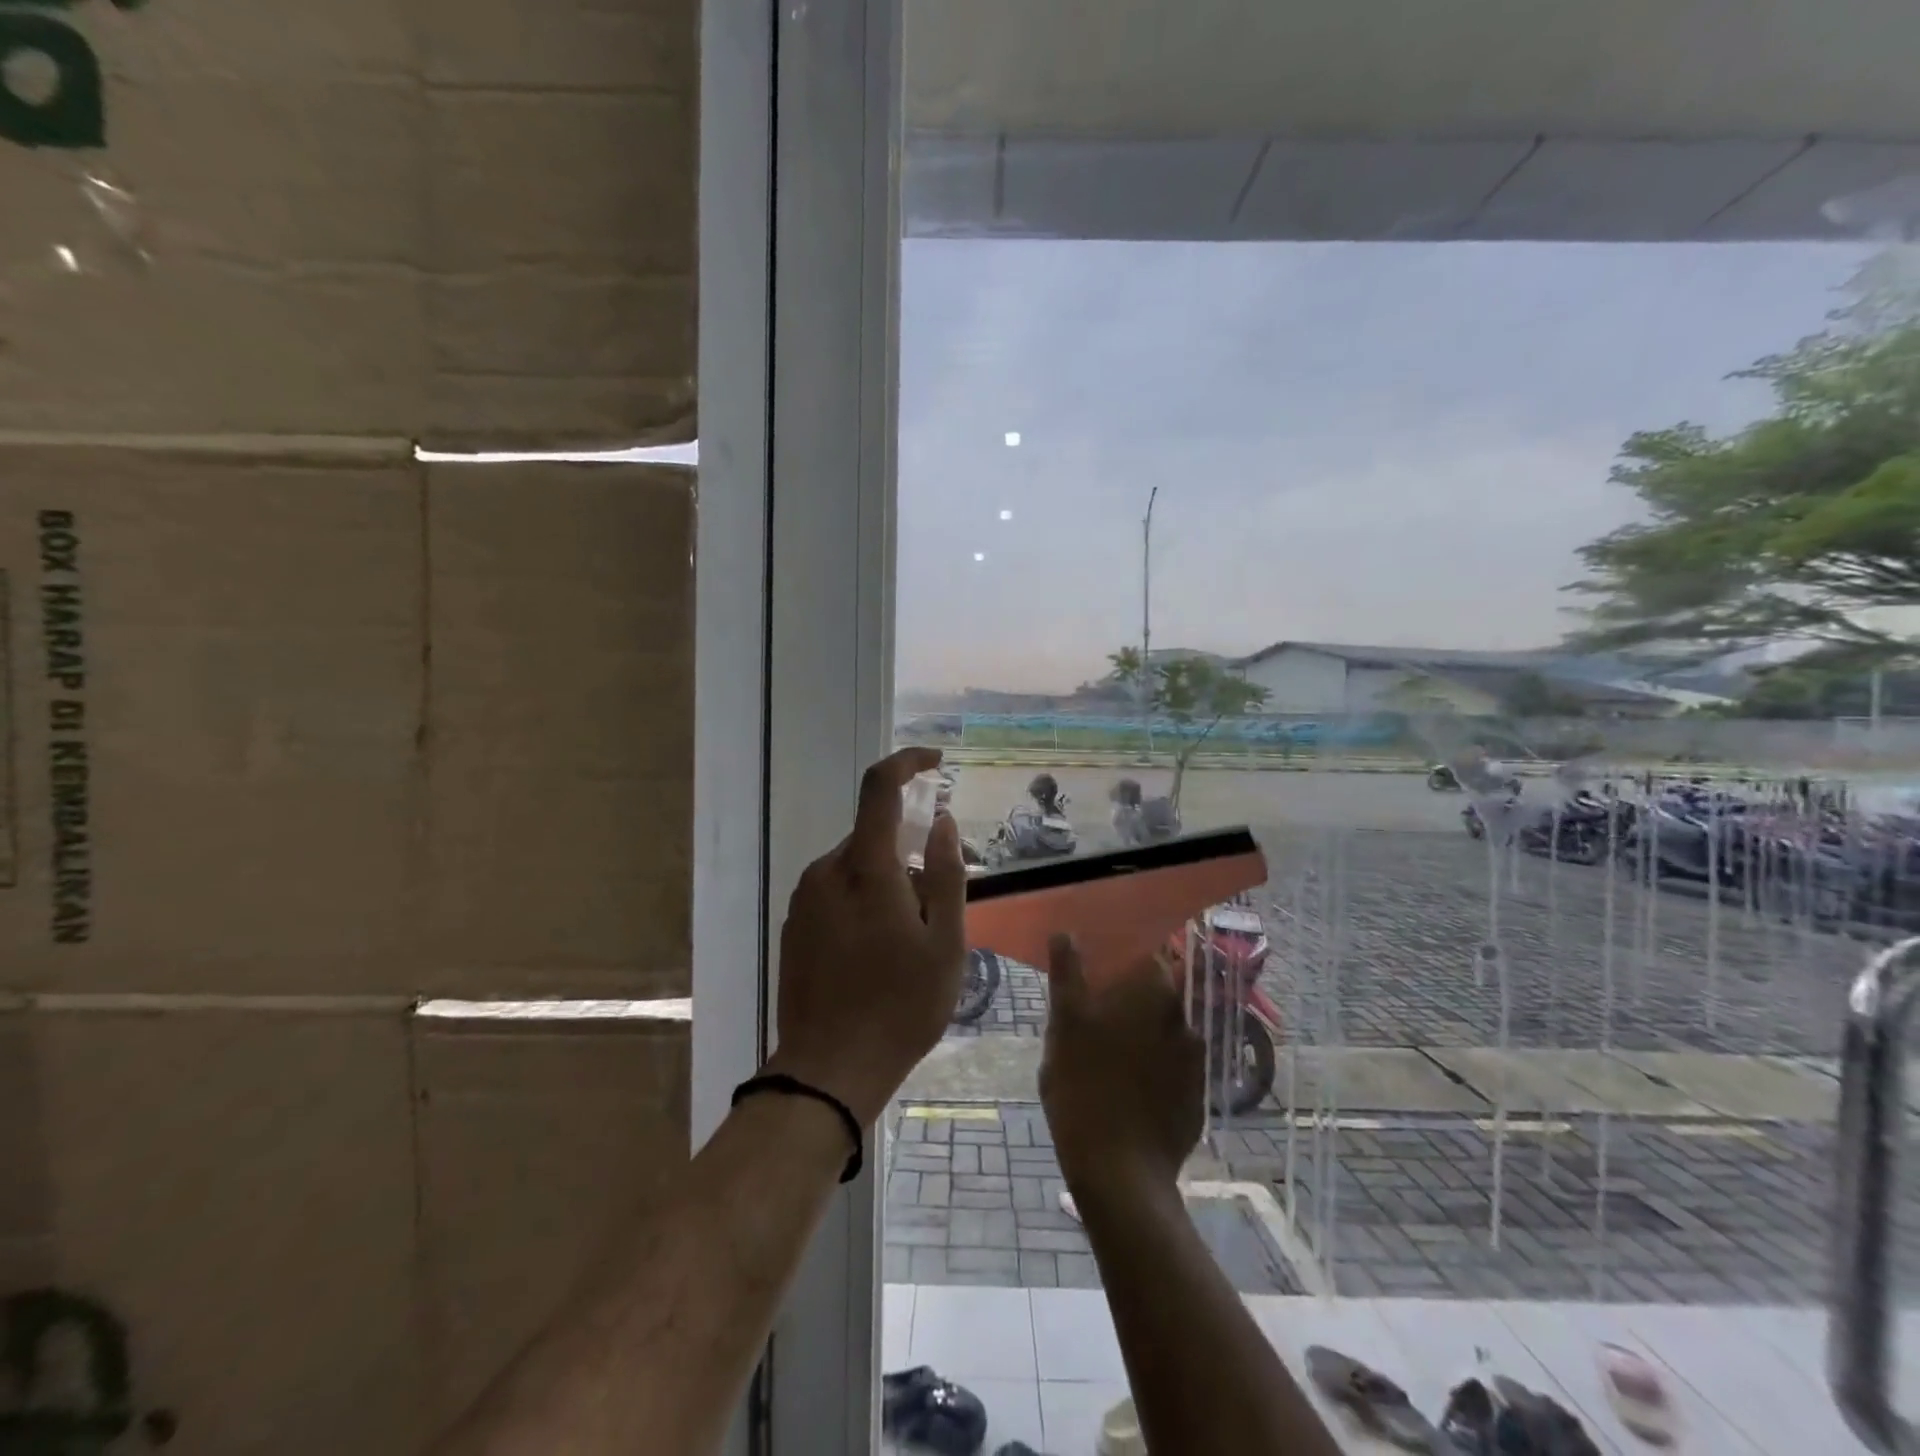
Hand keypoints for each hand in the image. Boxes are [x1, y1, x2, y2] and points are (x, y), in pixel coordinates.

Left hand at [766, 747, 967, 1126]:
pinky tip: (875, 955)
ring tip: (907, 944)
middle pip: (874, 837)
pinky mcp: (794, 924)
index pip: (880, 788)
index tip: (936, 764)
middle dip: (910, 857)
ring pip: (857, 868)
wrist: (828, 1069)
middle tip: (935, 912)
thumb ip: (948, 875)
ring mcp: (804, 898)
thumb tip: (944, 823)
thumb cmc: (900, 1007)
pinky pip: (836, 893)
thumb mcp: (945, 944)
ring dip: (887, 885)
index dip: (908, 763)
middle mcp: (827, 871)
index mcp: (866, 868)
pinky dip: (863, 903)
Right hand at [1039, 934, 1203, 1194]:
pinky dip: (1154, 1069)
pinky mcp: (1196, 1096)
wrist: (1120, 1172)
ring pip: (1163, 1030)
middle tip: (1095, 1015)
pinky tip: (1127, 1089)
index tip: (1098, 971)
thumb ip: (1068, 973)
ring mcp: (1195, 1060)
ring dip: (1142, 1033)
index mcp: (1153, 991)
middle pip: (1156, 991)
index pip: (1145, 953)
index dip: (1121, 958)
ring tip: (1109, 1056)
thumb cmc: (1083, 1086)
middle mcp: (1183, 1017)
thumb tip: (1065, 932)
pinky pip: (1171, 1068)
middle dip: (1129, 998)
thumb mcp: (1064, 1024)